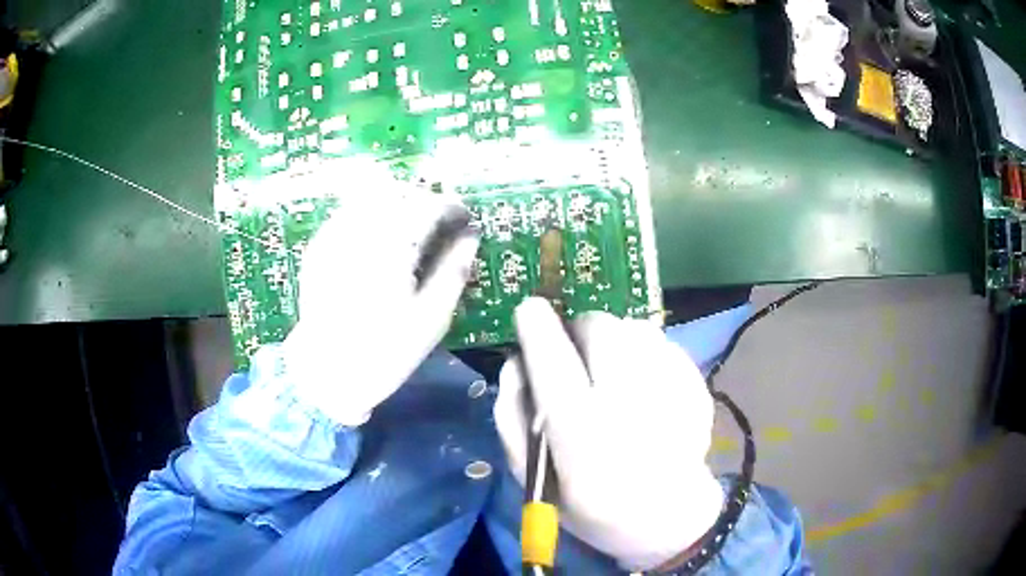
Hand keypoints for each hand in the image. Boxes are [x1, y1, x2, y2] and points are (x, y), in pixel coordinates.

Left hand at [282, 174, 477, 425]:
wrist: (326, 372)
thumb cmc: (385, 351)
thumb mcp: (431, 318)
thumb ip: (454, 271)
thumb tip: (472, 237)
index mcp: (393, 248)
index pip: (428, 206)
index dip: (451, 206)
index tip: (465, 217)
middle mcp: (361, 231)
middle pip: (399, 192)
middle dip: (425, 200)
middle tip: (441, 220)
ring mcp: (335, 235)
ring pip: (371, 196)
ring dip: (398, 201)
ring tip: (412, 223)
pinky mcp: (319, 246)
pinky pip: (349, 212)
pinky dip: (370, 212)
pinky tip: (379, 233)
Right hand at [494, 298, 724, 570]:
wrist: (669, 518)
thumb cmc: (592, 506)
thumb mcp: (534, 477)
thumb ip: (513, 417)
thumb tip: (516, 360)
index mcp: (583, 436)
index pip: (553, 362)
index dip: (536, 326)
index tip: (529, 310)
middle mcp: (631, 405)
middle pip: (600, 329)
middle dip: (579, 329)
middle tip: (576, 351)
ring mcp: (673, 392)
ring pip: (634, 328)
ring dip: (613, 338)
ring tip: (612, 369)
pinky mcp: (698, 386)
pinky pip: (662, 342)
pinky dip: (643, 350)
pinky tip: (644, 382)